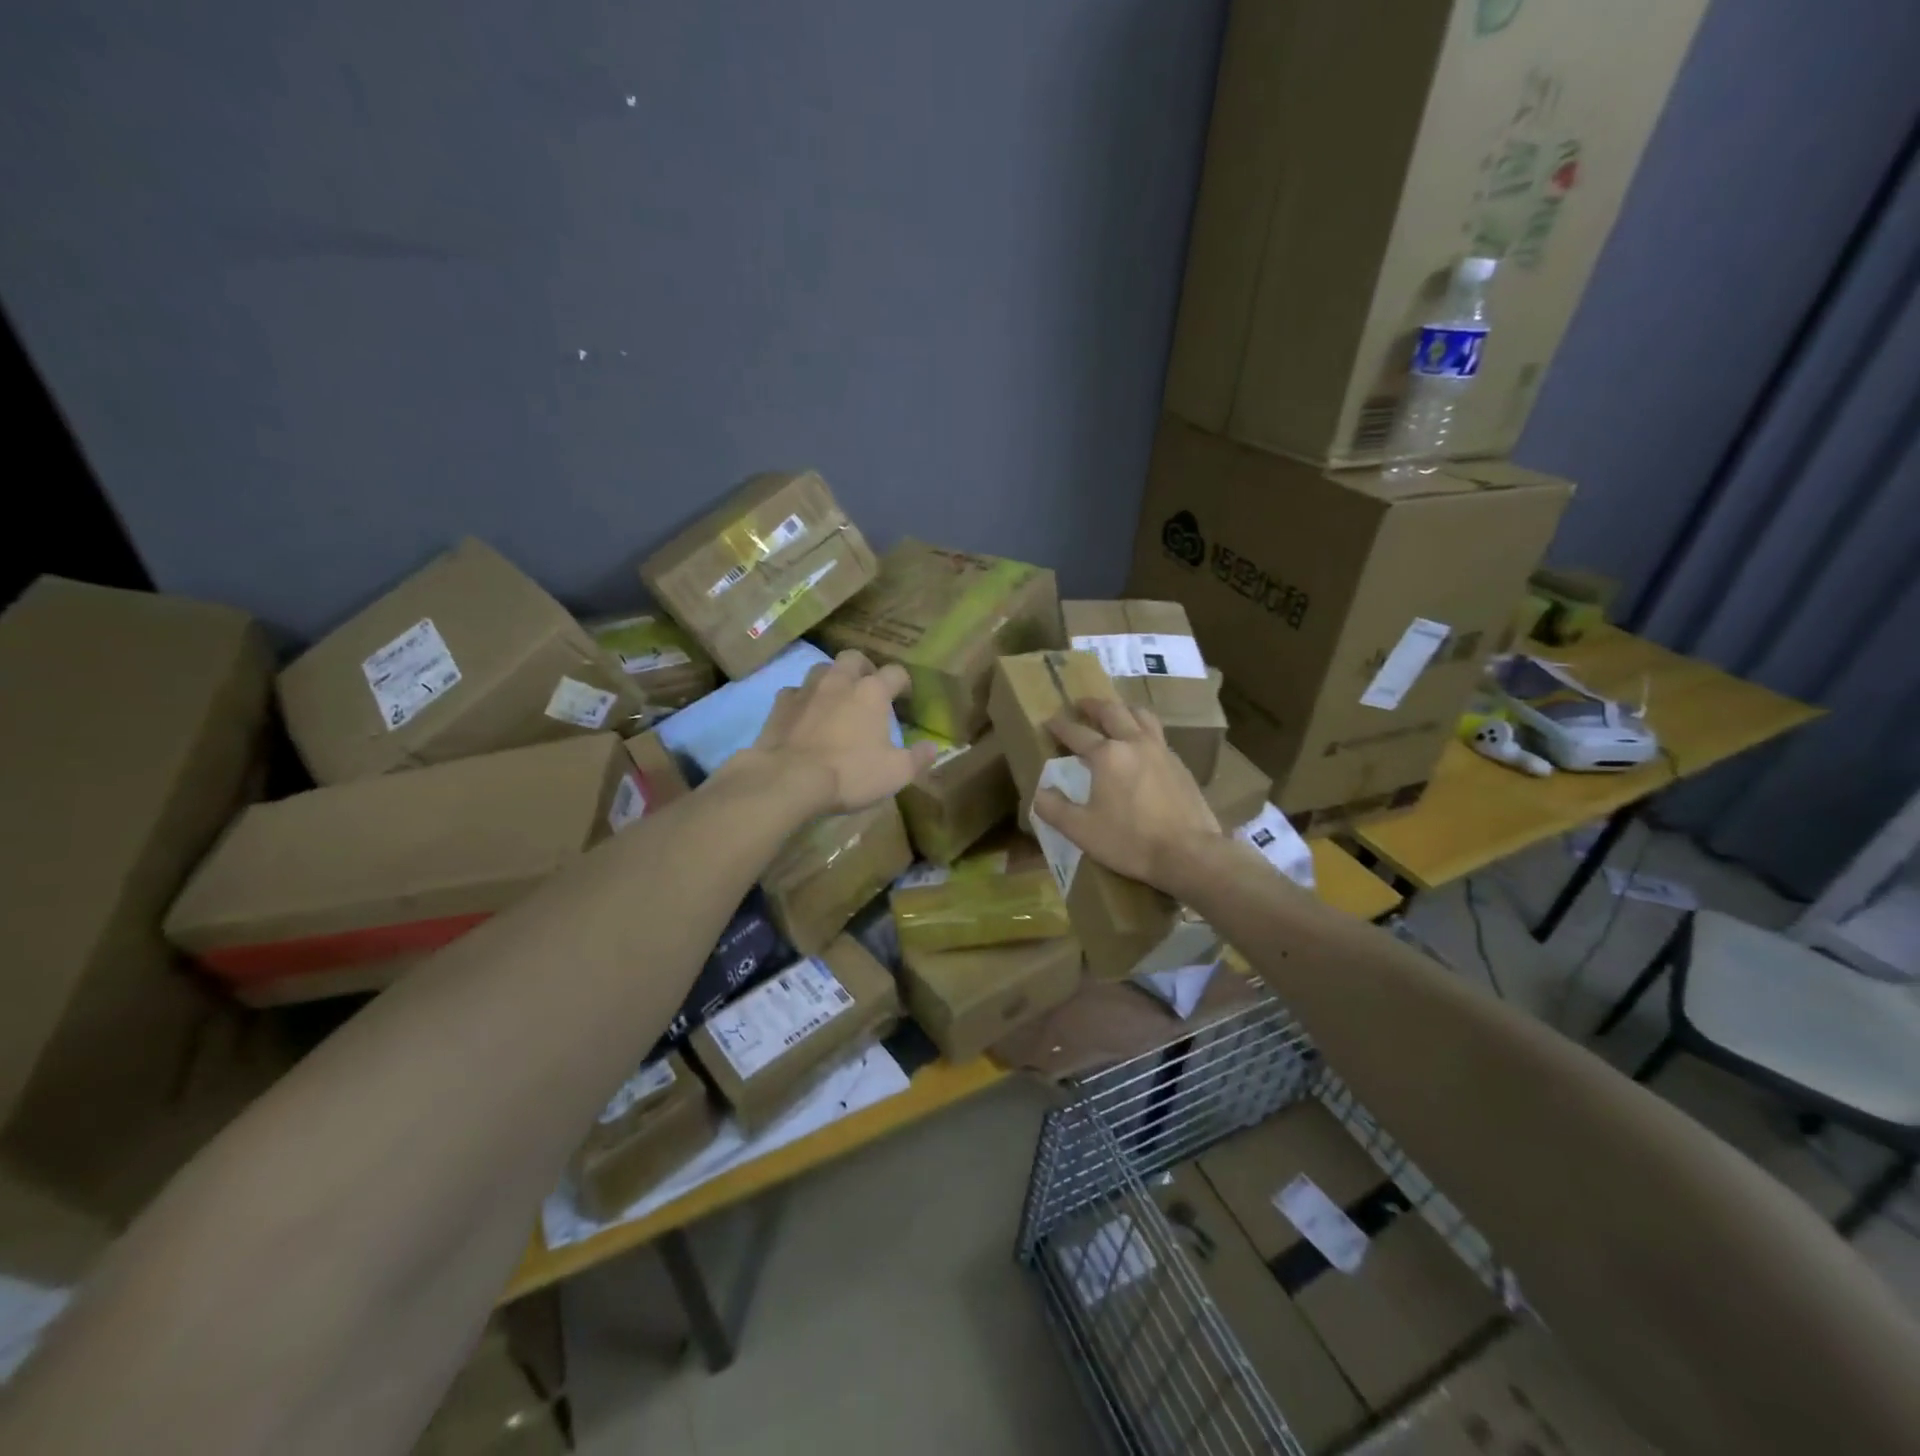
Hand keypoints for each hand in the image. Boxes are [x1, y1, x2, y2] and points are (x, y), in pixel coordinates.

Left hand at [747, 650, 937, 813]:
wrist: (790, 780)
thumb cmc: (850, 773)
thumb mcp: (895, 773)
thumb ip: (918, 758)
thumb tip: (933, 747)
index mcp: (872, 692)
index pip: (895, 673)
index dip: (903, 683)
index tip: (904, 697)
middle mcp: (839, 681)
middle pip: (854, 658)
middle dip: (864, 669)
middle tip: (868, 689)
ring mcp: (806, 690)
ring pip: (822, 669)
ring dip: (832, 679)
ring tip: (836, 699)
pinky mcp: (780, 705)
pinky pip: (794, 692)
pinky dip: (803, 700)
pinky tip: (805, 716)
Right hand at [1031, 697, 1222, 890]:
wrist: (1188, 853)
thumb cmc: (1130, 841)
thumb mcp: (1081, 830)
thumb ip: (1054, 809)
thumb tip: (1040, 792)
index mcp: (1107, 755)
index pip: (1077, 733)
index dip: (1060, 726)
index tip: (1049, 721)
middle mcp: (1134, 743)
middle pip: (1112, 712)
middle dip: (1093, 706)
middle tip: (1081, 704)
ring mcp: (1161, 751)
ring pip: (1141, 716)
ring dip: (1123, 710)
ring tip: (1115, 713)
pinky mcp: (1180, 765)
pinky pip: (1158, 735)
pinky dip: (1144, 730)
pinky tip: (1142, 745)